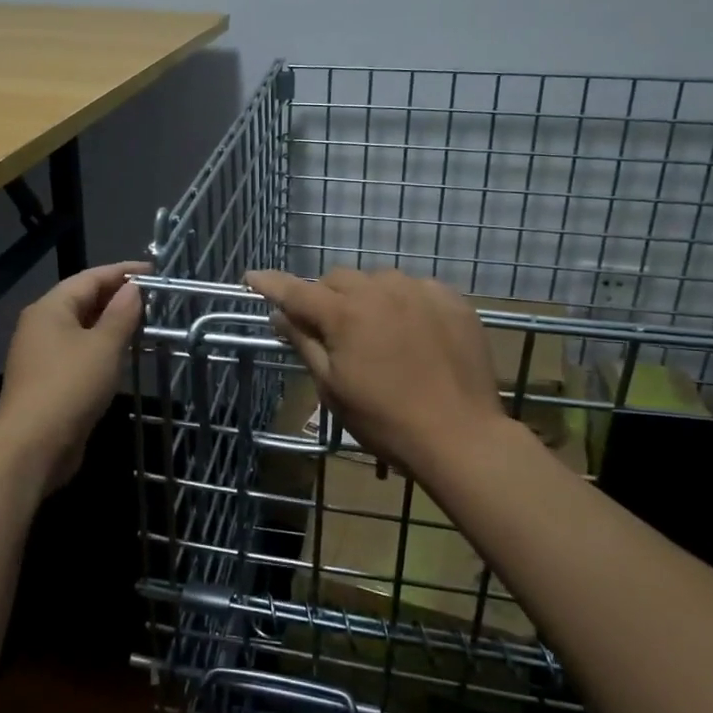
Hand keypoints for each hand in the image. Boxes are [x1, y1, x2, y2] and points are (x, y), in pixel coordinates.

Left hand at [0, 261, 148, 493]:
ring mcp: (42, 354)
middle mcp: (42, 325)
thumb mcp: (104, 346)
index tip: (155, 272)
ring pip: (82, 327)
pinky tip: (123, 355)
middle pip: (84, 300)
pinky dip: (102, 347)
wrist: (32, 447)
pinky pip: (80, 351)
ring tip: (145, 323)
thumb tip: (133, 288)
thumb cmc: (70, 386)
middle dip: (118, 296)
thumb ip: (121, 314)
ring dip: (112, 323)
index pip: (90, 277)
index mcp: (50, 308)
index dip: (123, 271)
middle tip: (155, 298)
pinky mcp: (48, 380)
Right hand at [246, 266, 509, 479]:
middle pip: (338, 279)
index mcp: (345, 314)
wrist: (461, 436)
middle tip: (330, 330)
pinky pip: (415, 289)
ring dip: (366, 298)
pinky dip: (404, 303)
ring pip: (378, 280)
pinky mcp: (452, 300)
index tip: (251, 276)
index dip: (271, 283)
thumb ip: (304, 343)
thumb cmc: (385, 420)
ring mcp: (420, 291)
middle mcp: (380, 290)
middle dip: (326, 298)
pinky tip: (413, 332)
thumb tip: (280, 315)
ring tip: (376, 332)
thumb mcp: (333, 388)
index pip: (296, 290)